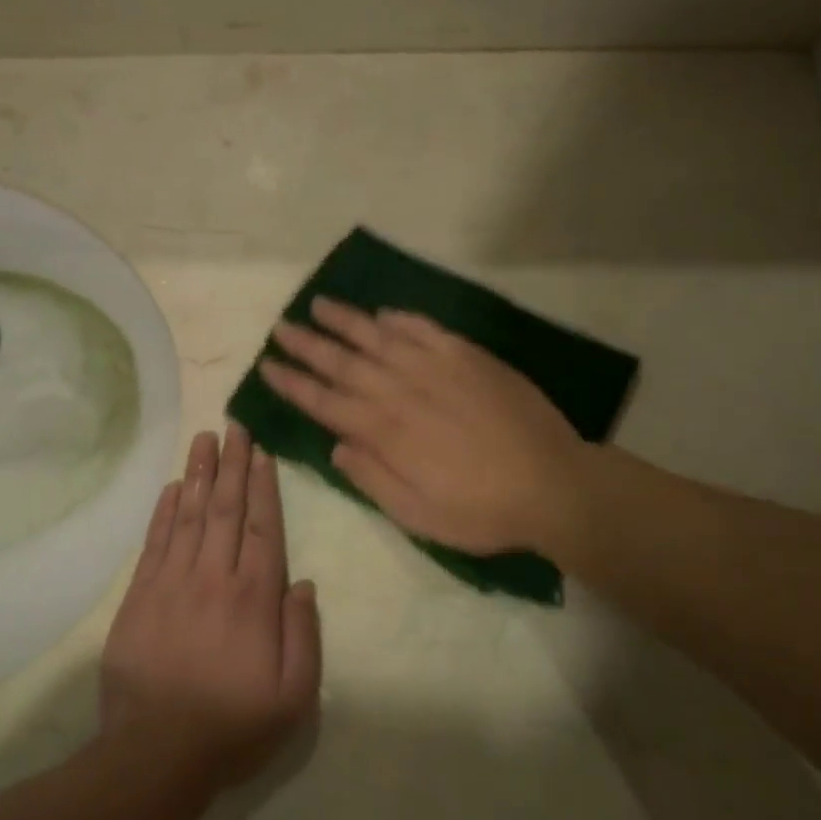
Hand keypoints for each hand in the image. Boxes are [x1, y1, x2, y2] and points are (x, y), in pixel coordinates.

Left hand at [99, 424, 321, 796]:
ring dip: (199, 474)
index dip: (263, 486)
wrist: (154, 754)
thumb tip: (303, 583)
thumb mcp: (293, 696)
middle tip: (234, 426)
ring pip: (189, 515)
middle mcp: (214, 578)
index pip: (263, 528)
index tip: (261, 452)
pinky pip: (155, 542)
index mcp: (254, 598)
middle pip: (226, 509)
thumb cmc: (232, 726)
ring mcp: (172, 583)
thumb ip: (304, 634)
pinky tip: (172, 486)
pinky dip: (164, 510)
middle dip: (232, 465)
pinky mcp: (140, 596)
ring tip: (205, 439)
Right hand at [258, 298, 591, 555]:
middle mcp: (402, 391)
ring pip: (380, 337)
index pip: (325, 401)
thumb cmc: (481, 510)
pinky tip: (384, 313)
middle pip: (344, 362)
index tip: (267, 366)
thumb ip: (371, 478)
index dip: (293, 384)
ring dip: (346, 321)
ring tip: (318, 304)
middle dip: (308, 344)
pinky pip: (426, 329)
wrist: (552, 484)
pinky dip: (402, 319)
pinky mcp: (469, 357)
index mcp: (386, 432)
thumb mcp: (416, 514)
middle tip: (281, 327)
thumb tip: (336, 446)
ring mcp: (437, 368)